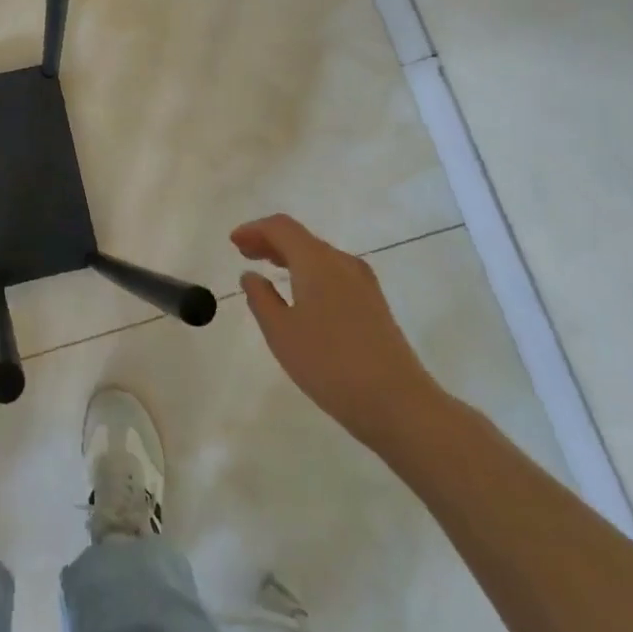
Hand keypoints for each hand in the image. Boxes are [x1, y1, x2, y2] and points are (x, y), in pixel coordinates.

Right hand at [234, 213, 445, 450]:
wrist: (399, 404)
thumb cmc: (330, 364)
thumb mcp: (281, 332)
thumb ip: (261, 298)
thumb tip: (252, 275)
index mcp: (317, 261)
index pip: (281, 228)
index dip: (254, 229)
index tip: (233, 242)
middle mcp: (342, 262)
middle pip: (301, 238)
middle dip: (270, 241)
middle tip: (244, 253)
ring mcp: (363, 283)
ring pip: (319, 256)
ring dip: (290, 257)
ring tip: (267, 270)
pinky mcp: (375, 305)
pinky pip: (333, 273)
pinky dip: (309, 272)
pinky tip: (300, 294)